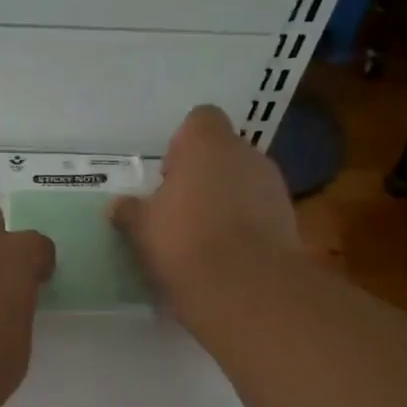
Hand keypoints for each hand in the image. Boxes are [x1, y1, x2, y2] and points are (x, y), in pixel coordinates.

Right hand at [111, 106, 300, 316]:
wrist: (245, 287)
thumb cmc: (183, 242)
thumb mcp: (141, 228)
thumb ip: (129, 211)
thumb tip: (118, 206)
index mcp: (207, 144)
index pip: (200, 119)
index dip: (183, 142)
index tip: (168, 175)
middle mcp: (246, 154)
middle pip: (224, 152)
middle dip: (204, 174)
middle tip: (179, 207)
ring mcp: (273, 185)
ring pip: (244, 181)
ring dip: (226, 199)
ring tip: (203, 234)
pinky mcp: (288, 219)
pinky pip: (259, 211)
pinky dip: (245, 224)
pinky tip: (226, 253)